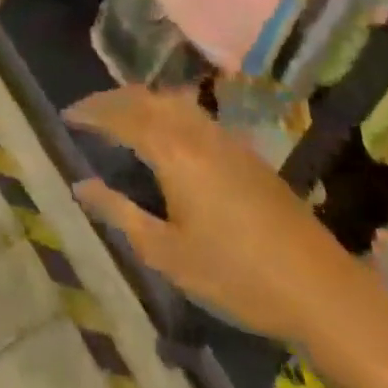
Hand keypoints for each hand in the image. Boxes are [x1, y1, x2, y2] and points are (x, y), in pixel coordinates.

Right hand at [65, 86, 360, 346]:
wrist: (319, 287)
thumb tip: (81, 185)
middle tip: (88, 111)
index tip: (67, 115)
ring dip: (142, 101)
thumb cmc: (234, 275)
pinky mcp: (245, 152)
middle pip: (147, 99)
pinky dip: (168, 110)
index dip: (92, 112)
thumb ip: (120, 213)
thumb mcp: (167, 253)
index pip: (122, 116)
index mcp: (173, 152)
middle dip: (113, 100)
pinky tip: (168, 133)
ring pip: (174, 102)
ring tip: (121, 115)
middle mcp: (196, 133)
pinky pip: (195, 114)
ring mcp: (225, 139)